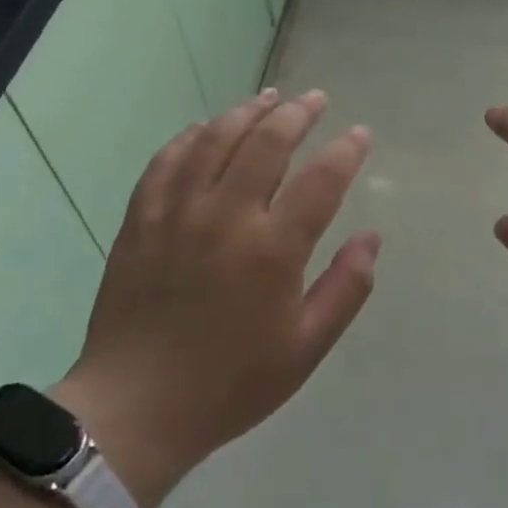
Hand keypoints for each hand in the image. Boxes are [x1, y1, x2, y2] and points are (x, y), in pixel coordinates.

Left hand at [53, 89, 379, 507]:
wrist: (135, 409)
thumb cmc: (230, 383)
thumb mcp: (305, 349)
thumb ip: (346, 289)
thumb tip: (372, 238)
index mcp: (272, 251)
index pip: (322, 179)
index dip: (347, 150)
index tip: (361, 134)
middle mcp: (226, 218)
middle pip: (268, 142)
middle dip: (298, 113)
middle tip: (315, 99)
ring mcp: (178, 213)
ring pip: (216, 139)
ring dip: (247, 111)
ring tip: (269, 98)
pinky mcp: (141, 219)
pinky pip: (167, 161)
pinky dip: (191, 136)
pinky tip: (206, 128)